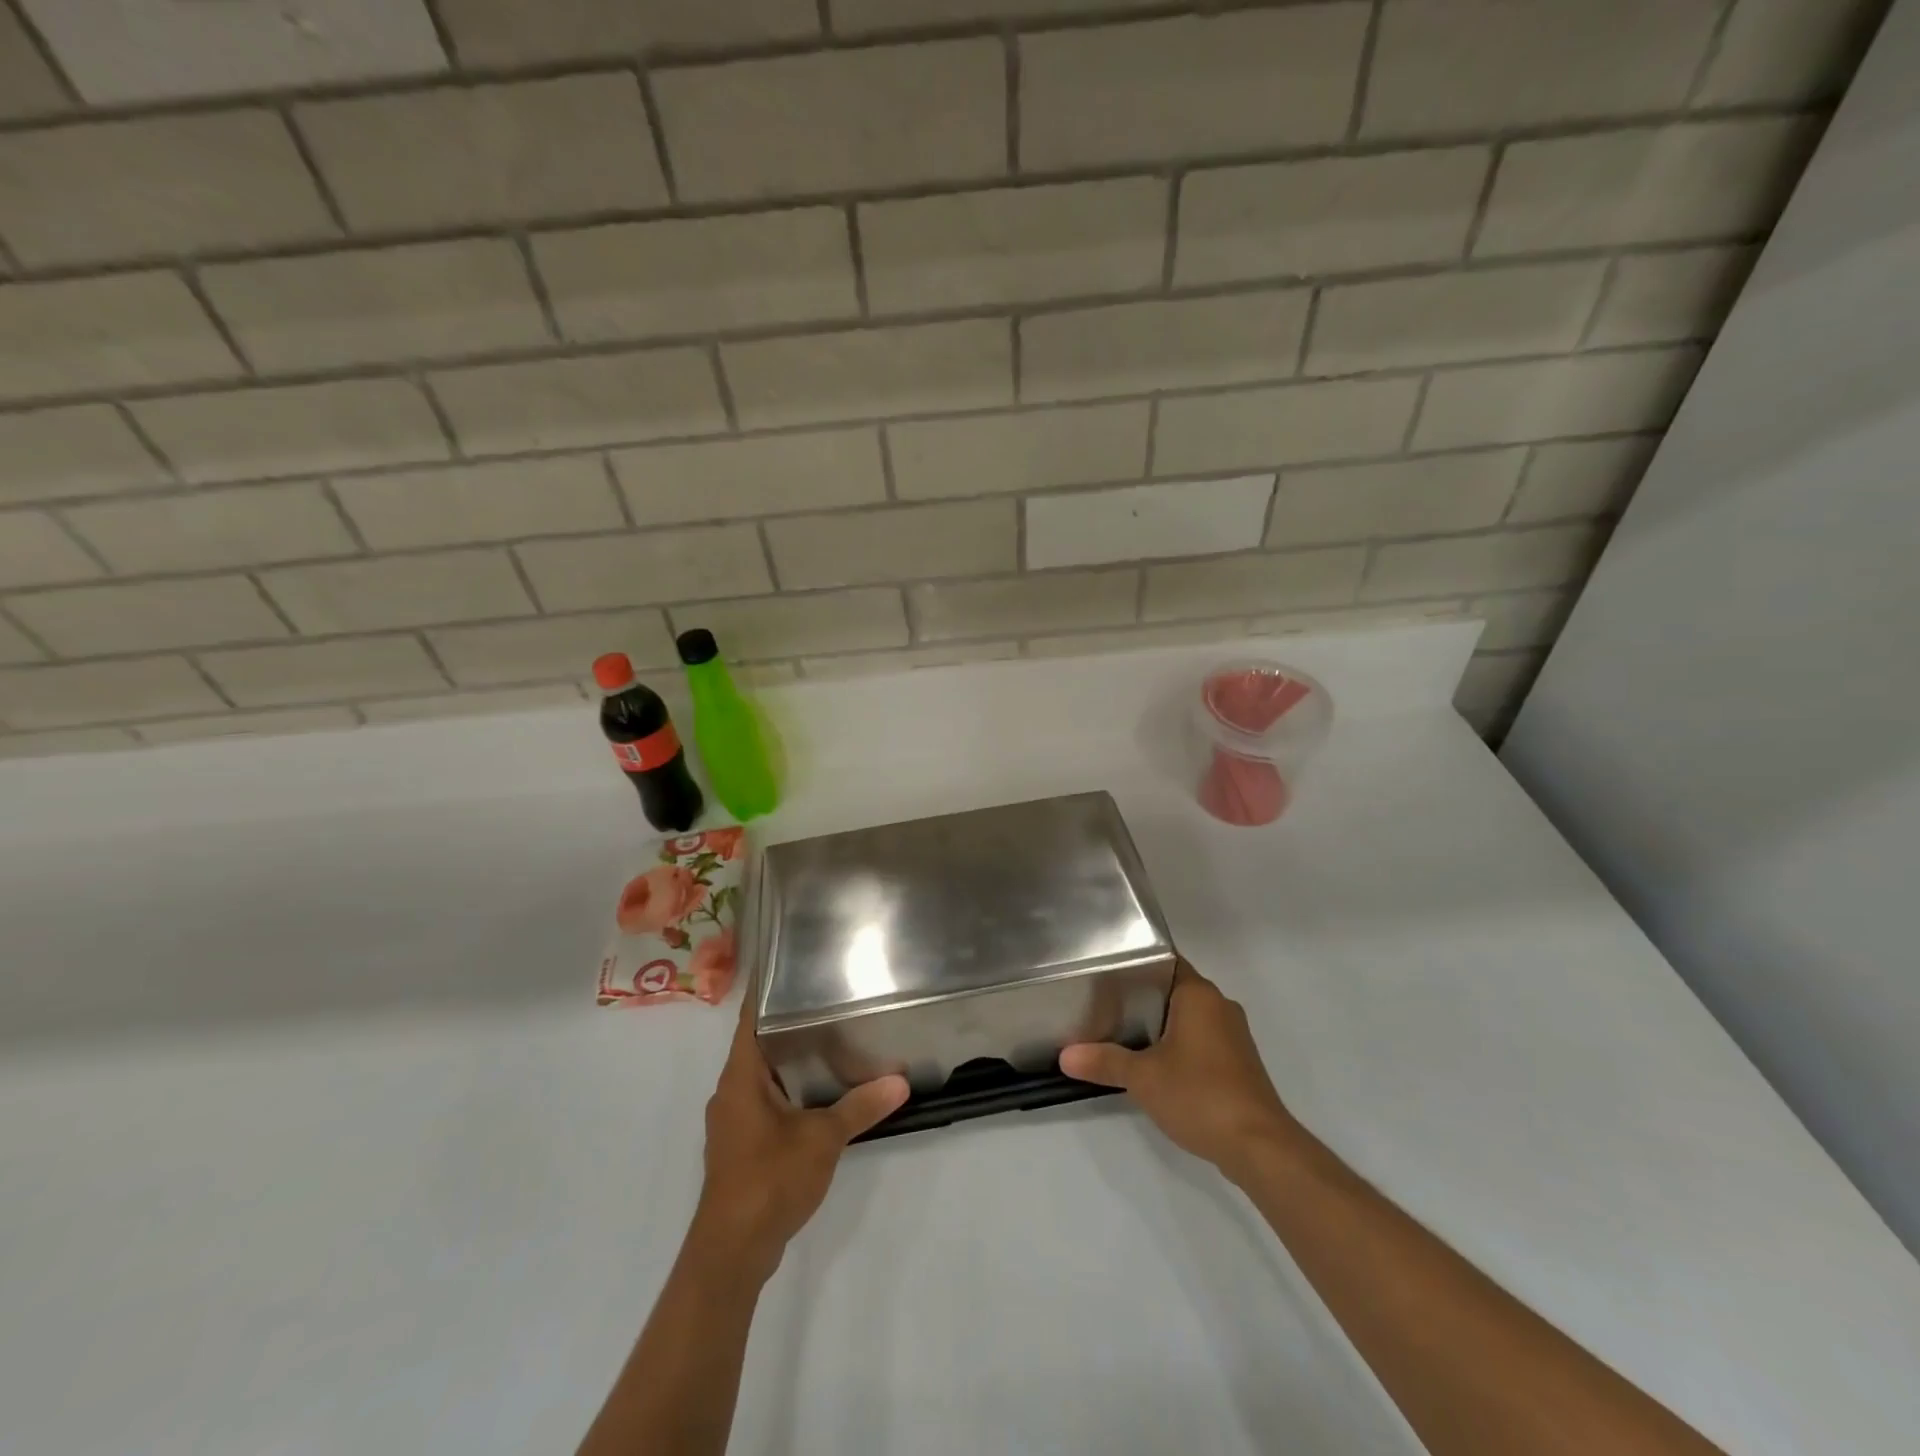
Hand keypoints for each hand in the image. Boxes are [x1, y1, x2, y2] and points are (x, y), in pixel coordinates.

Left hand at [691, 992, 908, 1280]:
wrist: (733, 1252)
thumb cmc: (769, 1179)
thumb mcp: (823, 1138)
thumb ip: (861, 1106)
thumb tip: (901, 1080)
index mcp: (740, 1077)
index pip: (750, 1019)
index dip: (767, 991)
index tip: (792, 965)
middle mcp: (731, 1092)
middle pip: (758, 1044)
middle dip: (790, 1023)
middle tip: (828, 997)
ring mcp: (734, 1121)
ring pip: (763, 1075)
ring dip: (791, 1059)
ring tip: (832, 1036)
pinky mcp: (742, 1145)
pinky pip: (766, 1102)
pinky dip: (790, 1089)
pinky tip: (820, 1091)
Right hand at [1061, 959, 1298, 1182]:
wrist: (1259, 1147)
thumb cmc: (1200, 1095)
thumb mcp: (1142, 1078)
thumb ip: (1104, 1062)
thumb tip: (1064, 1056)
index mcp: (1199, 995)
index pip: (1164, 960)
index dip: (1136, 962)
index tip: (1106, 970)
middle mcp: (1220, 1007)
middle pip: (1175, 989)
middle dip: (1142, 996)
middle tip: (1104, 1002)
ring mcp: (1234, 1037)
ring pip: (1189, 1017)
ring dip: (1162, 1025)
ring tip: (1122, 1032)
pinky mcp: (1239, 1064)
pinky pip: (1202, 1041)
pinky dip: (1180, 1046)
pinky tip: (1156, 1064)